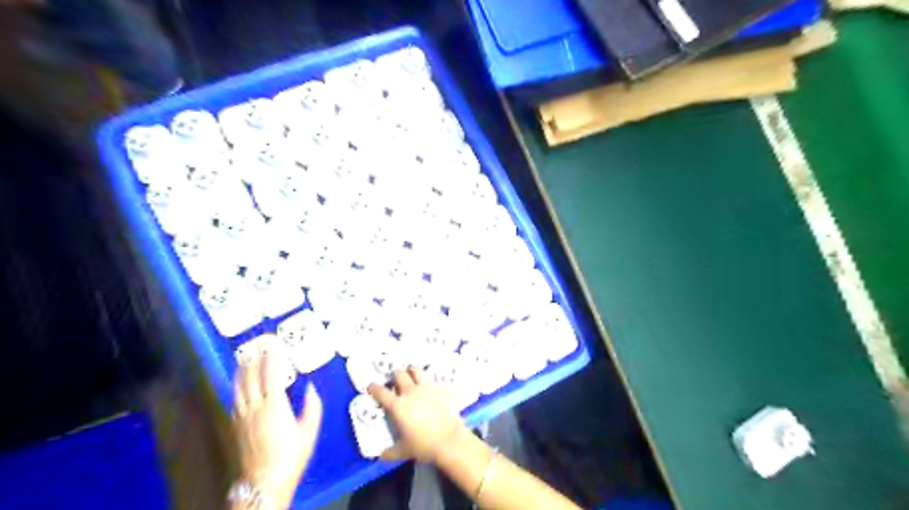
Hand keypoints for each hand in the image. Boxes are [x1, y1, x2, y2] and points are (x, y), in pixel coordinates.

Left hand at [233, 352, 322, 508]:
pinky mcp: (236, 426)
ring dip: (241, 371)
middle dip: (253, 360)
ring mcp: (243, 416)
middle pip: (251, 378)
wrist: (264, 482)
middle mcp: (256, 407)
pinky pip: (235, 401)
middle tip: (255, 346)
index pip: (272, 375)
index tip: (274, 345)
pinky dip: (236, 388)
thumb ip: (312, 406)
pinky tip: (238, 385)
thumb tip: (310, 387)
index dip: (273, 359)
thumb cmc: (291, 456)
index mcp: (275, 405)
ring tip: (242, 358)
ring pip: (239, 388)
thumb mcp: (309, 431)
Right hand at [367, 369, 467, 463]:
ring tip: (411, 376)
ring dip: (411, 372)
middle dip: (395, 376)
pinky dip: (428, 380)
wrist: (449, 439)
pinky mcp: (440, 387)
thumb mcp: (404, 451)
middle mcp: (410, 392)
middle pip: (399, 374)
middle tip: (396, 382)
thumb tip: (381, 456)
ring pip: (415, 370)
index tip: (371, 387)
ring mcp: (426, 387)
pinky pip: (432, 378)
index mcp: (398, 406)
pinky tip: (429, 385)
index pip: (381, 392)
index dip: (374, 388)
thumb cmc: (423, 445)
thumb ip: (390, 452)